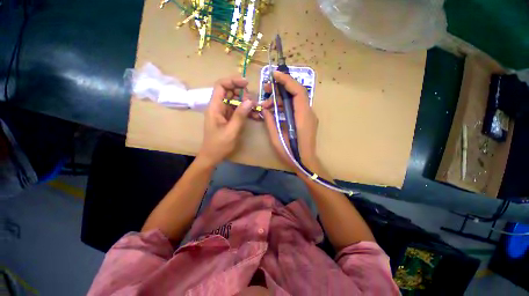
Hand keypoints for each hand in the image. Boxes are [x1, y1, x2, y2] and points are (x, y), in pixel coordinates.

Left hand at [198, 76, 254, 166]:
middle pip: (229, 92)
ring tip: (255, 108)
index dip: (232, 81)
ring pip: (234, 101)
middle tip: (252, 101)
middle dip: (242, 93)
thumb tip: (250, 101)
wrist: (212, 156)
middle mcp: (218, 107)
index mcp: (215, 107)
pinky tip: (254, 114)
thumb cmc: (219, 145)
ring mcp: (223, 113)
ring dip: (245, 102)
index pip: (220, 86)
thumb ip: (240, 115)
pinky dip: (245, 111)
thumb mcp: (231, 130)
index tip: (246, 83)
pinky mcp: (228, 118)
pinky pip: (237, 110)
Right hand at [262, 71, 318, 170]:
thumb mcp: (276, 138)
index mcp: (302, 117)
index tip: (274, 75)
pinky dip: (285, 106)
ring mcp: (309, 117)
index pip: (298, 91)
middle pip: (297, 93)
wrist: (305, 163)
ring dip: (281, 99)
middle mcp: (308, 113)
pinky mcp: (306, 120)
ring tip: (267, 104)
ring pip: (295, 100)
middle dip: (281, 88)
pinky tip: (275, 110)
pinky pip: (296, 108)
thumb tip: (265, 109)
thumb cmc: (291, 154)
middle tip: (266, 89)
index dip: (287, 80)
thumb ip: (270, 122)